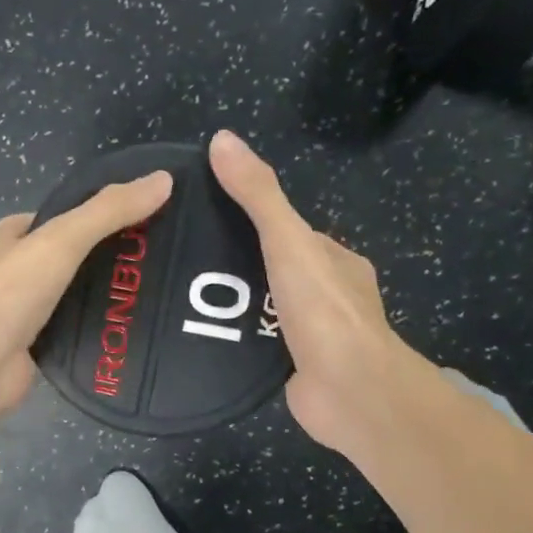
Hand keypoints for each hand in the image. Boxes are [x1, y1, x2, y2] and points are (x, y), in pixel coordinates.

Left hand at [0, 171, 175, 428]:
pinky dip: (89, 330)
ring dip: (94, 296)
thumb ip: (108, 211)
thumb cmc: (9, 293)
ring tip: (144, 292)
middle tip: (144, 259)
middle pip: (56, 259)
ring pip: (62, 298)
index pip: (45, 220)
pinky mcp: (26, 349)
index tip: (126, 221)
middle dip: (94, 258)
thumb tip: (163, 180)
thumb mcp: (62, 240)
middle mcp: (2, 276)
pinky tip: (123, 329)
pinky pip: (64, 332)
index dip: (82, 216)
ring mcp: (12, 315)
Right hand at [209, 130, 409, 456]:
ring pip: (268, 307)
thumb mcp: (287, 240)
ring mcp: (316, 333)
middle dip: (239, 263)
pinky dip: (236, 336)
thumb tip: (222, 139)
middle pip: (277, 268)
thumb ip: (258, 195)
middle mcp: (329, 293)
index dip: (253, 219)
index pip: (291, 230)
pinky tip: (200, 334)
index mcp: (336, 259)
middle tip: (187, 258)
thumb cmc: (324, 310)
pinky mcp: (298, 367)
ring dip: (235, 302)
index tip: (208, 215)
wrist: (350, 392)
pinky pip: (260, 342)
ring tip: (183, 294)